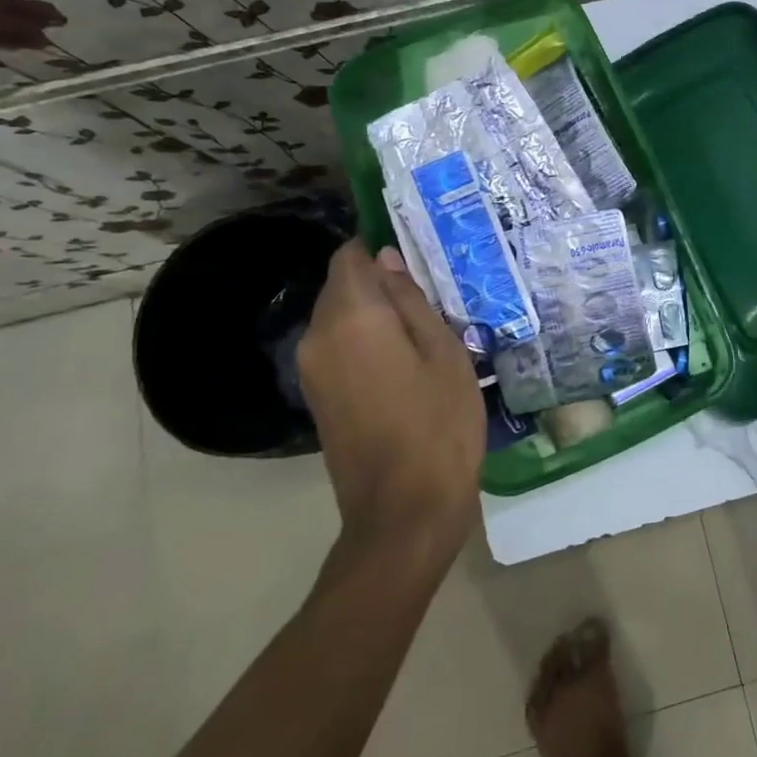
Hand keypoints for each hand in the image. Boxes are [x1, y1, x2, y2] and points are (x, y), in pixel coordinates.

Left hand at [296, 242, 484, 558]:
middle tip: (433, 292)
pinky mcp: (317, 398)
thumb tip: (386, 259)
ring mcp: (313, 370)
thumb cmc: (439, 423)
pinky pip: (338, 348)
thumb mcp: (444, 352)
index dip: (380, 246)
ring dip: (374, 313)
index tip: (419, 254)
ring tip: (424, 326)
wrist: (404, 510)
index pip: (350, 256)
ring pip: (339, 317)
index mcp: (351, 317)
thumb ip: (412, 300)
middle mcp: (319, 336)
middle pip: (341, 285)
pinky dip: (366, 340)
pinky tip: (405, 359)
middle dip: (379, 280)